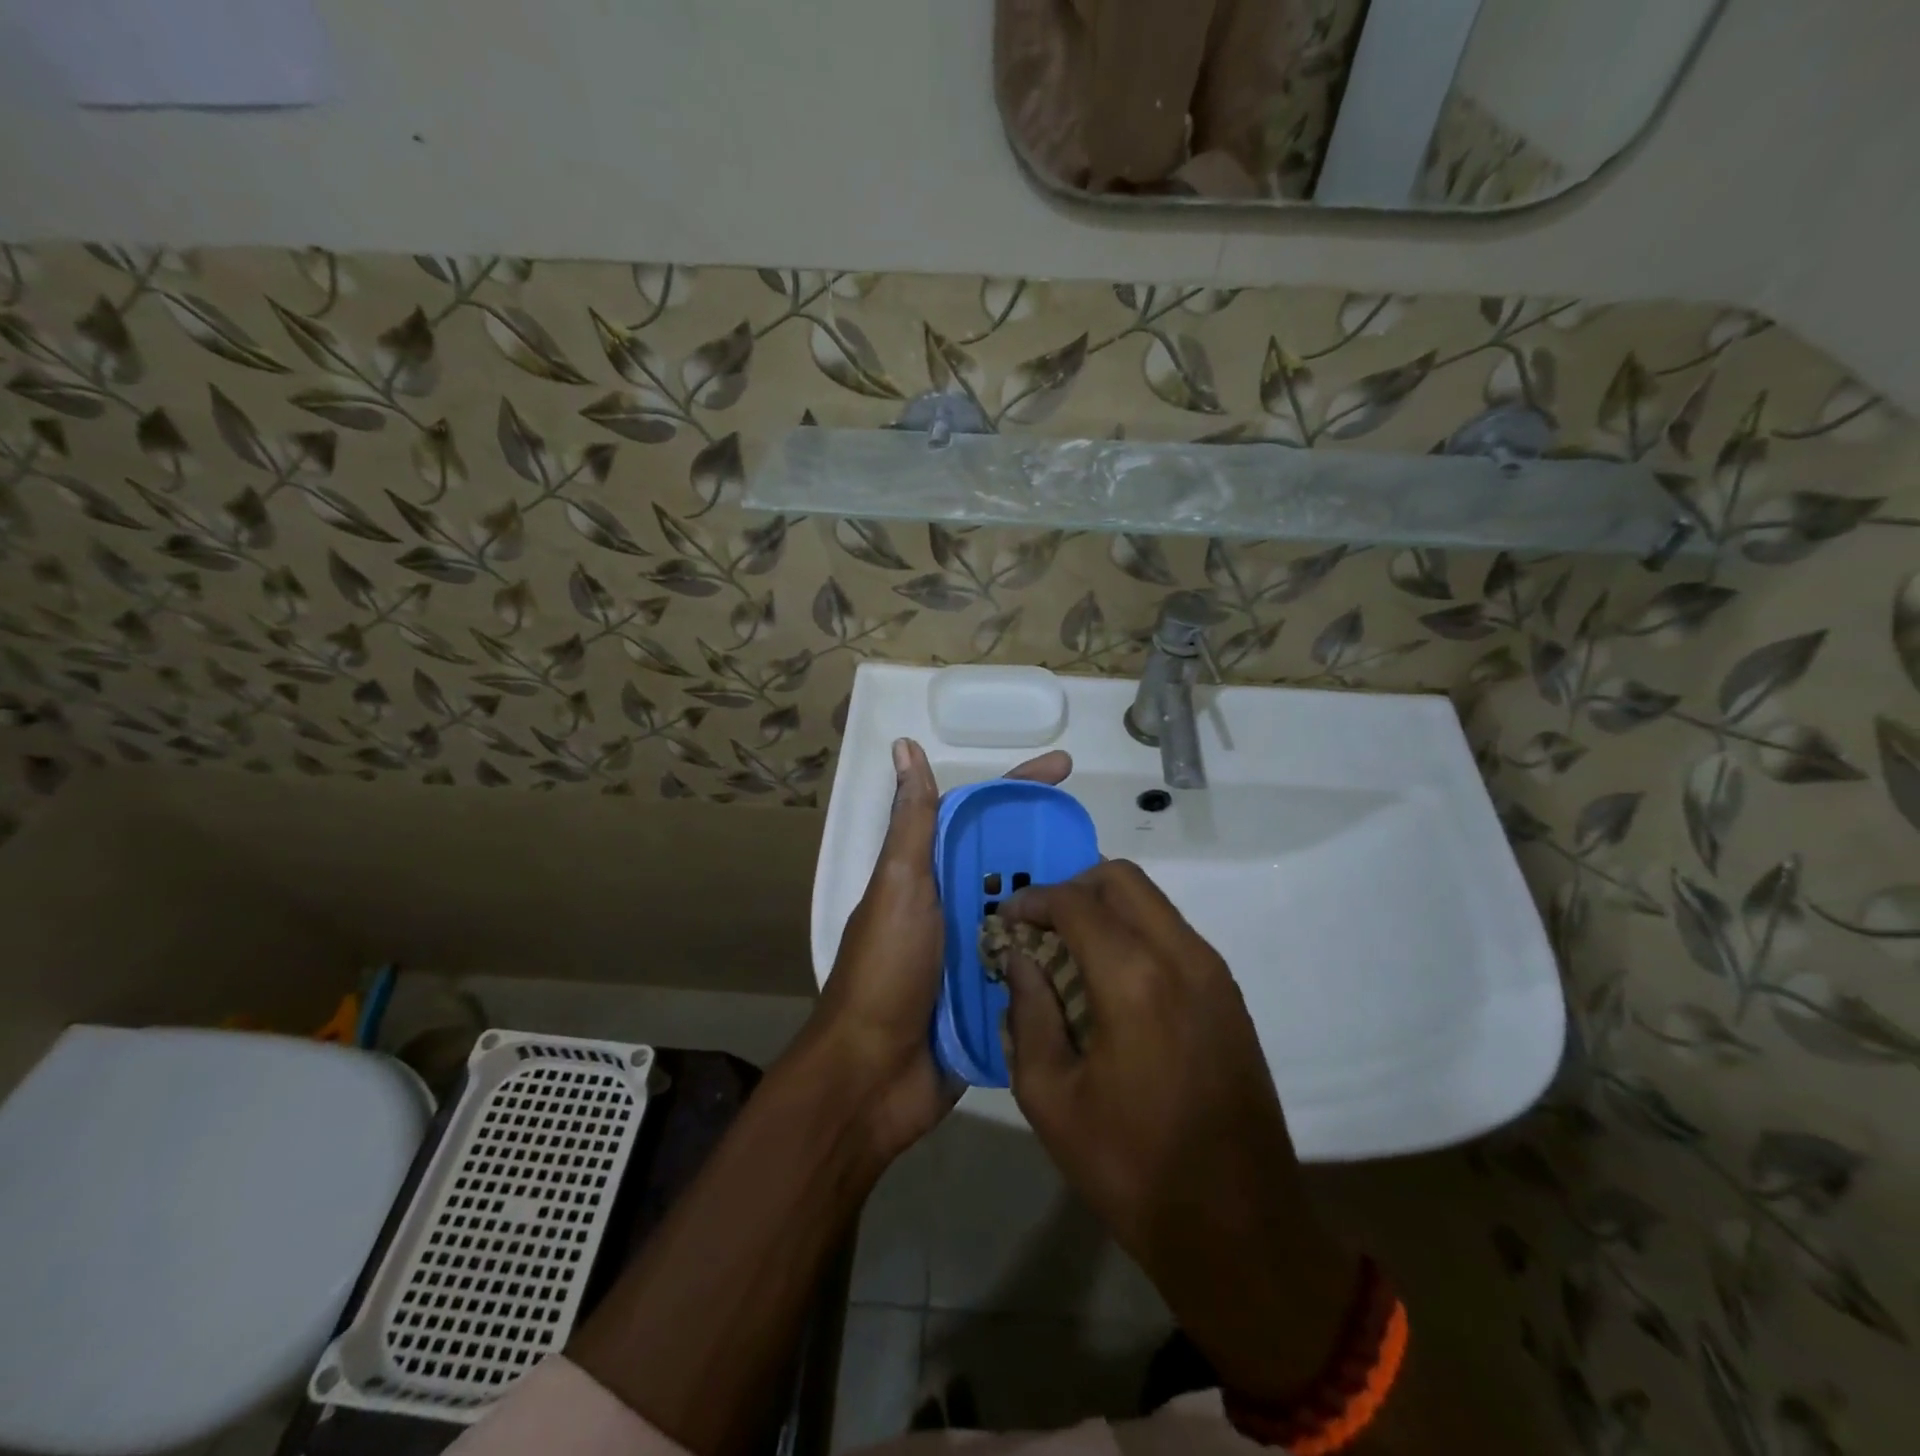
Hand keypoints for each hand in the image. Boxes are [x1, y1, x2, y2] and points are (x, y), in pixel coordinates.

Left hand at [809, 737, 1070, 1162]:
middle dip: (1055, 850)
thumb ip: (912, 823)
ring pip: (1030, 915)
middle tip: (1106, 847)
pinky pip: (1034, 967)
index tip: (1066, 769)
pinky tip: (1103, 951)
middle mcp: (956, 907)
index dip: (1021, 787)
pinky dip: (1061, 957)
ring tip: (1118, 895)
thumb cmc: (886, 971)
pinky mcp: (993, 997)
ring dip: (1065, 904)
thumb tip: (904, 747)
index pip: (982, 817)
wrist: (872, 1076)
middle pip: (1013, 865)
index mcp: (932, 874)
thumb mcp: (899, 886)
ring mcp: (976, 953)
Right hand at [1000, 860, 1360, 1400]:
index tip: (1007, 918)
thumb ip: (1028, 1014)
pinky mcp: (1229, 994)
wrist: (1240, 1228)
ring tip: (1069, 949)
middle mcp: (1181, 956)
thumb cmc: (1131, 1168)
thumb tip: (1020, 960)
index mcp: (1133, 979)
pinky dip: (1136, 932)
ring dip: (1106, 908)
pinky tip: (1111, 978)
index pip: (1075, 902)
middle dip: (1073, 887)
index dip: (1034, 900)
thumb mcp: (1051, 1098)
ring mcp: (1213, 972)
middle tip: (1039, 924)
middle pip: (1122, 879)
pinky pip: (1174, 933)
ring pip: (1153, 902)